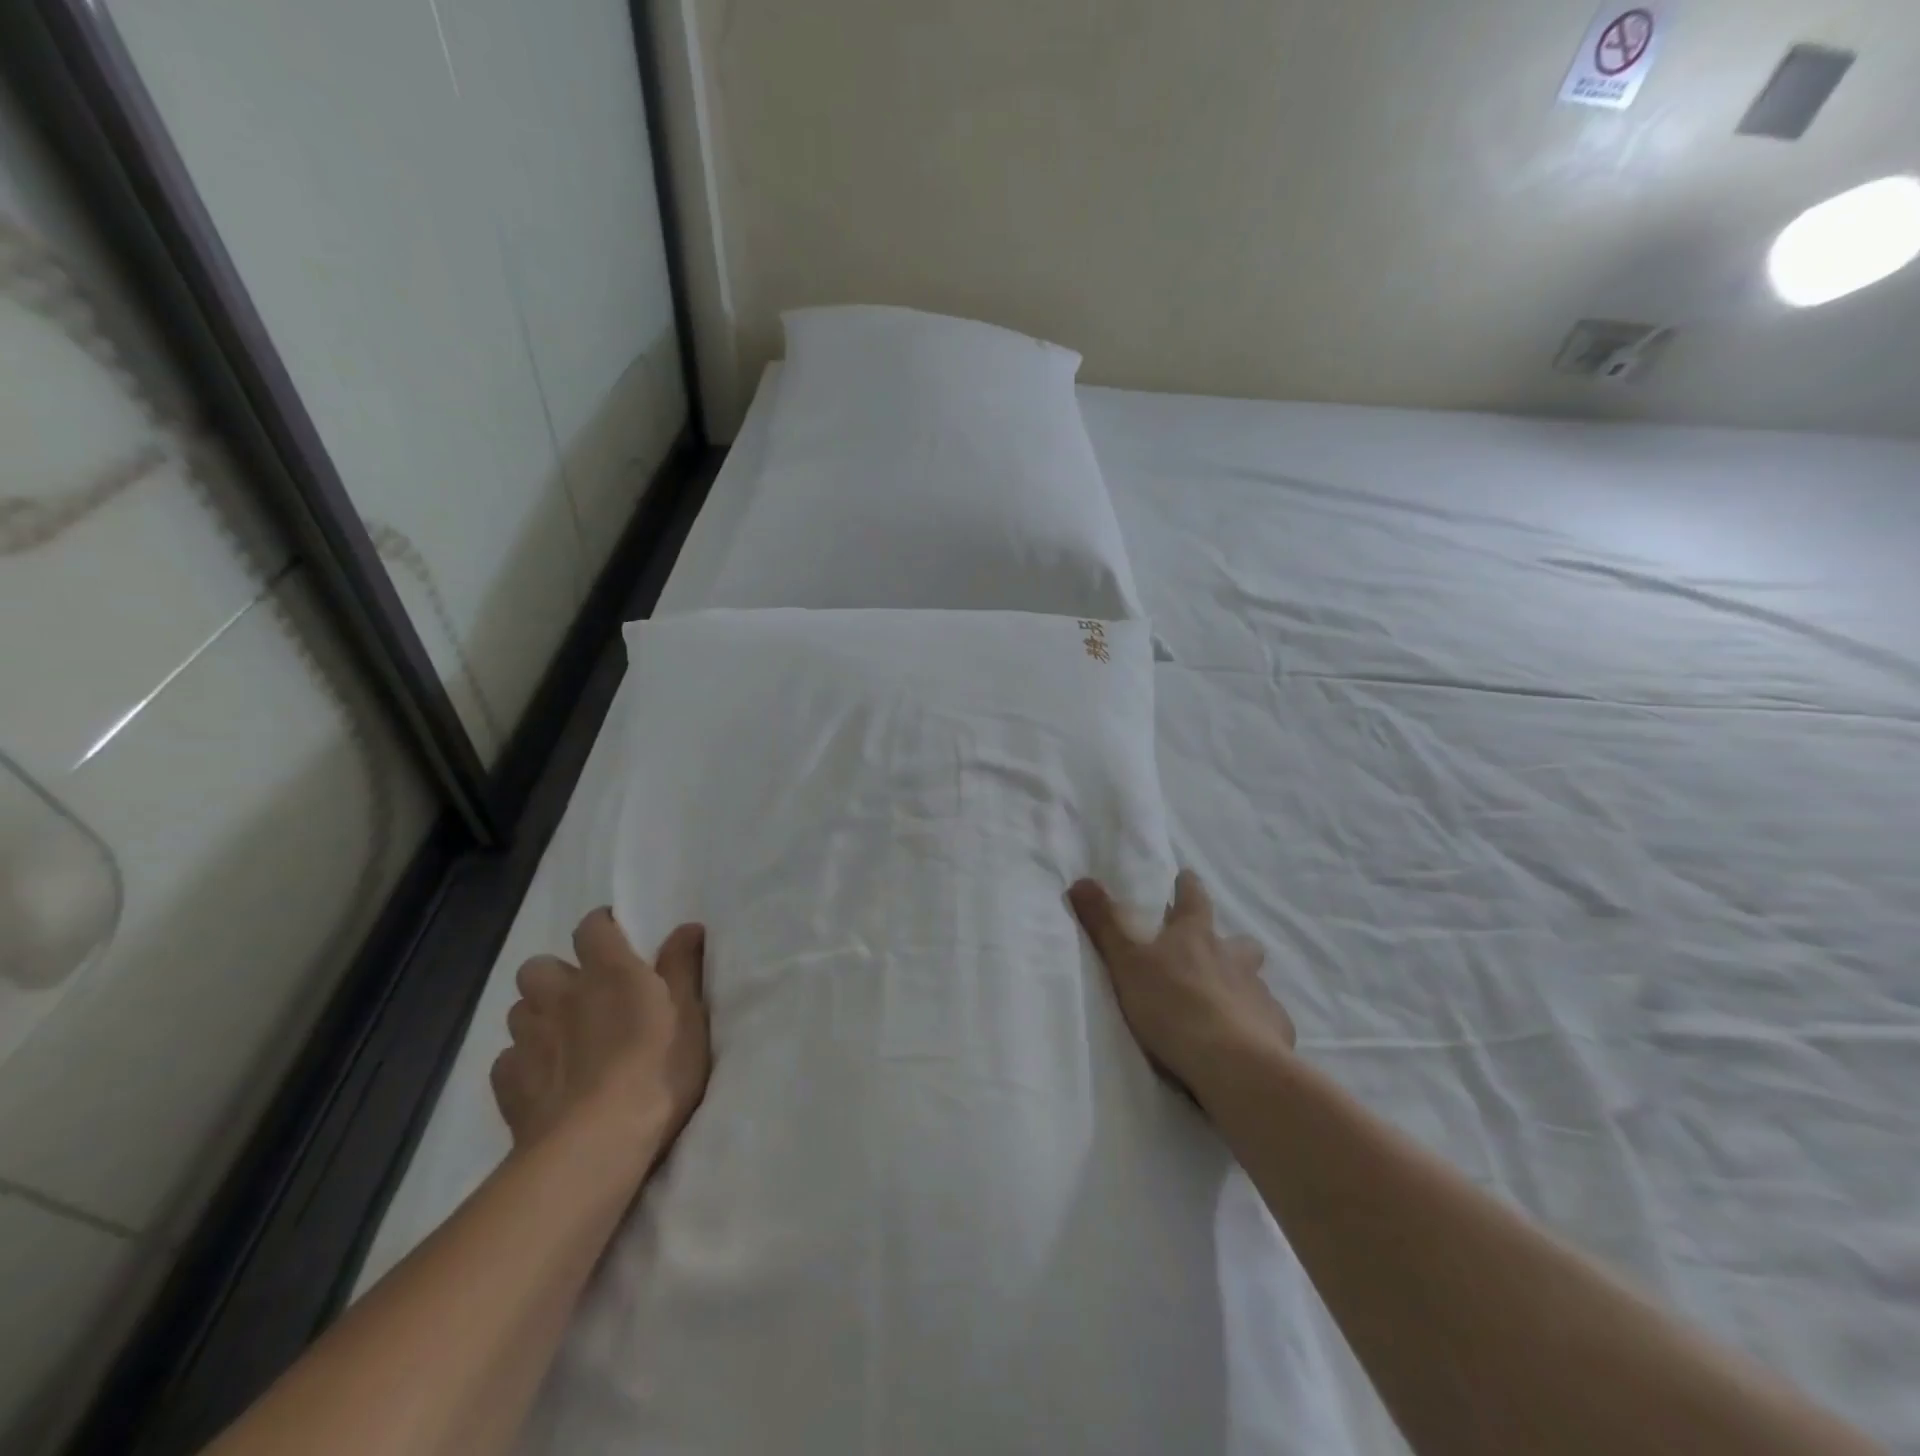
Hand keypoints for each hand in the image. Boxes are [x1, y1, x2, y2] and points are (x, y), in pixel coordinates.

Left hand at [491, 910, 710, 1163]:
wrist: (596, 1145)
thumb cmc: (657, 1070)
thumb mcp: (689, 1015)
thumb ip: (682, 966)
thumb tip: (686, 925)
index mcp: (608, 971)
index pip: (592, 927)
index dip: (602, 928)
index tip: (618, 940)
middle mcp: (560, 994)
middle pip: (539, 967)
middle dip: (557, 976)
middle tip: (585, 997)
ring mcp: (528, 1039)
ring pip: (520, 1011)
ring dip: (539, 1017)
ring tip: (564, 1040)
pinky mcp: (507, 1083)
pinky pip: (508, 1059)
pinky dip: (524, 1063)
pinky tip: (545, 1080)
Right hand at [1069, 869, 1294, 1099]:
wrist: (1231, 1063)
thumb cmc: (1172, 1004)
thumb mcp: (1126, 962)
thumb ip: (1104, 923)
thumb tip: (1080, 880)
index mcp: (1196, 936)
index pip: (1194, 899)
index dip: (1188, 887)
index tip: (1186, 878)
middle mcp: (1233, 958)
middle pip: (1239, 942)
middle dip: (1229, 944)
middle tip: (1213, 956)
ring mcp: (1258, 993)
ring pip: (1254, 981)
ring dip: (1241, 985)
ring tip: (1226, 1004)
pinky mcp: (1276, 1029)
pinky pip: (1268, 1020)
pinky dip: (1257, 1024)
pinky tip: (1247, 1040)